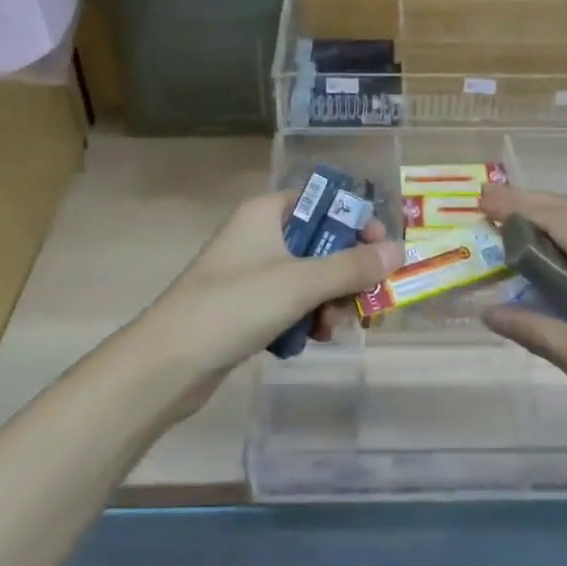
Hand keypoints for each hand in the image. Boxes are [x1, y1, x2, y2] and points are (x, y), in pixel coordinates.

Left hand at [141, 191, 400, 384]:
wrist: (167, 364)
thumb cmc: (234, 305)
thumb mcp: (300, 283)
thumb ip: (352, 267)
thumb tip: (399, 251)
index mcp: (267, 212)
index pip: (323, 201)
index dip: (355, 222)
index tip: (380, 252)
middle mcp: (259, 234)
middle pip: (321, 243)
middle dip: (345, 275)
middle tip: (362, 303)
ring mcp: (250, 271)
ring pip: (309, 278)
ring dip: (327, 303)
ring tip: (329, 330)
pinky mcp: (245, 307)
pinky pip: (290, 304)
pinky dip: (304, 320)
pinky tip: (308, 342)